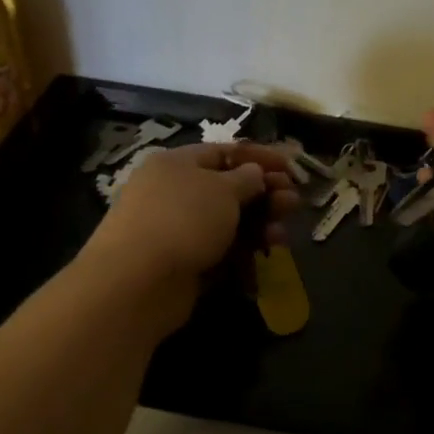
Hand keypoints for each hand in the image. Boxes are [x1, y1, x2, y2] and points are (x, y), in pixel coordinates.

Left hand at [81, 142, 298, 330]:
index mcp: (177, 164)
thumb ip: (247, 179)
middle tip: (294, 203)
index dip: (260, 158)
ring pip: (228, 223)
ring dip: (259, 225)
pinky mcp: (183, 263)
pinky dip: (243, 252)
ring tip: (282, 235)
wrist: (139, 281)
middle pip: (230, 189)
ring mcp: (178, 230)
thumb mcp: (223, 189)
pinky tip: (264, 256)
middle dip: (265, 195)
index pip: (225, 152)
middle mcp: (175, 193)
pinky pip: (220, 251)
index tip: (292, 168)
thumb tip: (254, 174)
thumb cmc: (183, 220)